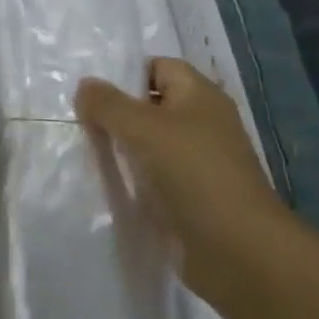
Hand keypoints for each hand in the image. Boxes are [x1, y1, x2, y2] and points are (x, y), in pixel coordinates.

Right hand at [76, 57, 282, 295]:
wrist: (238, 251)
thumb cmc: (191, 173)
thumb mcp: (141, 128)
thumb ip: (108, 103)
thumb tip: (85, 86)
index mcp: (200, 95)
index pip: (159, 67)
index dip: (126, 74)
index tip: (92, 93)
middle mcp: (204, 123)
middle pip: (153, 107)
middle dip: (119, 114)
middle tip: (81, 123)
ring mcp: (201, 163)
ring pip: (152, 145)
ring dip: (124, 150)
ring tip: (88, 155)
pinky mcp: (195, 199)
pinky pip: (157, 179)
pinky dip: (136, 182)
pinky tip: (110, 188)